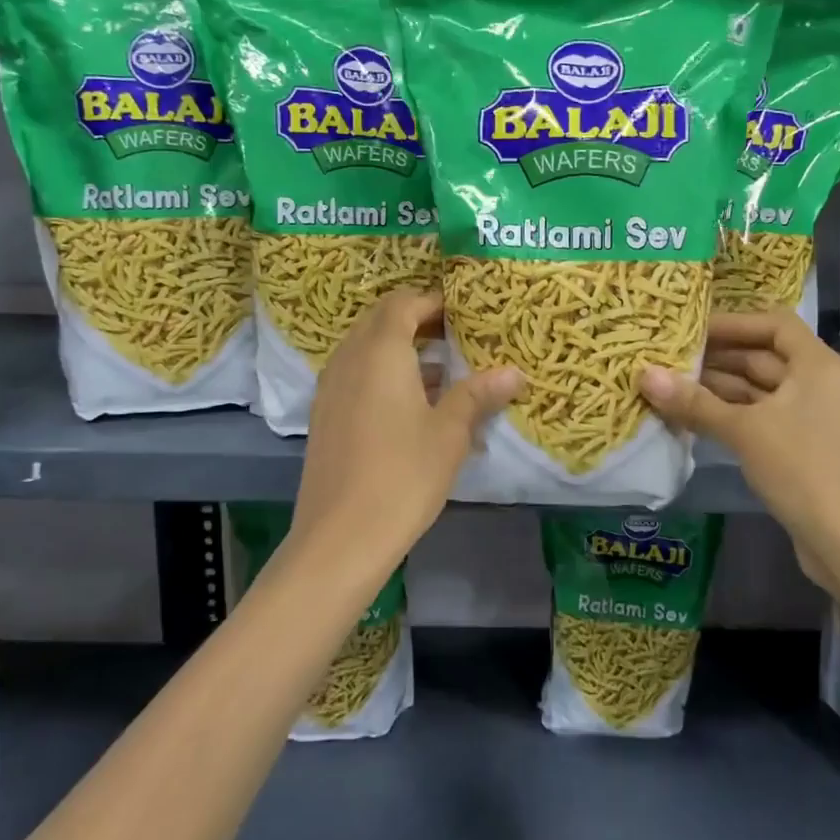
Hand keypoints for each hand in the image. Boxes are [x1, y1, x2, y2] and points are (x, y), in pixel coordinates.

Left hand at [295, 289, 521, 578]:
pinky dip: (382, 373)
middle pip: (380, 320)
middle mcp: (349, 359)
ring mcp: (331, 388)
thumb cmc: (403, 475)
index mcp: (380, 352)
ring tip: (442, 369)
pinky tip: (412, 404)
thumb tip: (514, 372)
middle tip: (455, 334)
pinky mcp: (325, 415)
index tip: (464, 312)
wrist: (340, 537)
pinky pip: (355, 374)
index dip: (432, 301)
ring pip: (365, 348)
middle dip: (416, 319)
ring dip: (399, 348)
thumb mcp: (449, 433)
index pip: (403, 303)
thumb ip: (478, 395)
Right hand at [638, 311, 839, 572]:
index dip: (733, 322)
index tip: (691, 330)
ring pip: (759, 390)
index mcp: (816, 365)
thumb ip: (694, 402)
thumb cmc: (803, 469)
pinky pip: (761, 417)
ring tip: (670, 386)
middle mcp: (818, 383)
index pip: (773, 323)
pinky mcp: (802, 446)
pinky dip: (730, 414)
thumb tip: (644, 374)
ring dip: (718, 388)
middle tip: (668, 358)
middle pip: (763, 356)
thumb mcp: (744, 431)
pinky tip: (692, 417)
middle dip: (717, 357)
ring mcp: (811, 417)